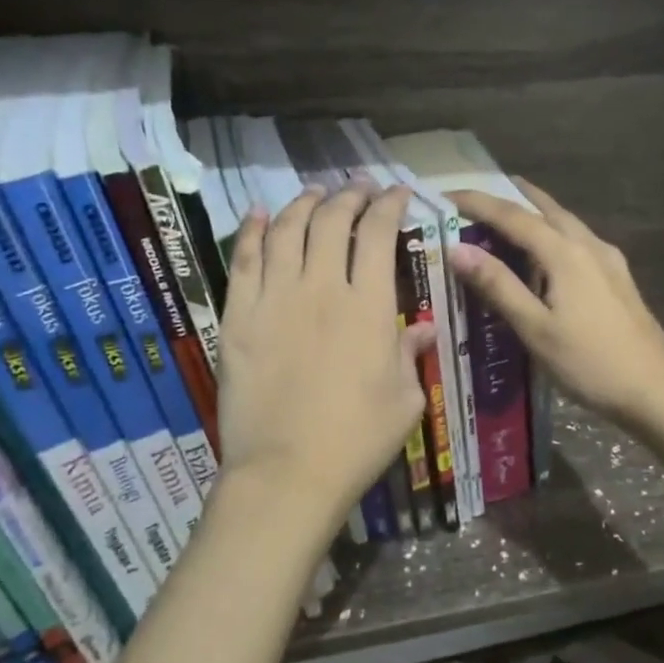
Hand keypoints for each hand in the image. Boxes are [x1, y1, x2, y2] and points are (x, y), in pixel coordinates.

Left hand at [214, 183, 435, 540]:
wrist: (287, 474)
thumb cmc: (358, 440)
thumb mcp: (404, 399)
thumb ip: (410, 353)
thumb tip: (425, 327)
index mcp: (369, 306)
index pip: (379, 234)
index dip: (389, 206)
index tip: (397, 194)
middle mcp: (322, 288)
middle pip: (332, 221)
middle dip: (349, 196)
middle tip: (358, 188)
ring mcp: (274, 299)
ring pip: (288, 230)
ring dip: (305, 204)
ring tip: (316, 194)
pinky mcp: (238, 317)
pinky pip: (244, 260)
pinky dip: (254, 231)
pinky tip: (262, 215)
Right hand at [446, 181, 663, 433]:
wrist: (653, 389)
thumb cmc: (589, 363)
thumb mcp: (536, 328)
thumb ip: (498, 286)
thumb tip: (458, 249)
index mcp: (565, 253)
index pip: (513, 216)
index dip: (479, 202)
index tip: (448, 194)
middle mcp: (589, 245)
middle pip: (547, 209)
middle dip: (514, 196)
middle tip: (483, 194)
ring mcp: (610, 261)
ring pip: (568, 223)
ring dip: (538, 212)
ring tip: (513, 214)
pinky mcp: (620, 278)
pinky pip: (581, 240)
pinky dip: (556, 233)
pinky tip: (553, 252)